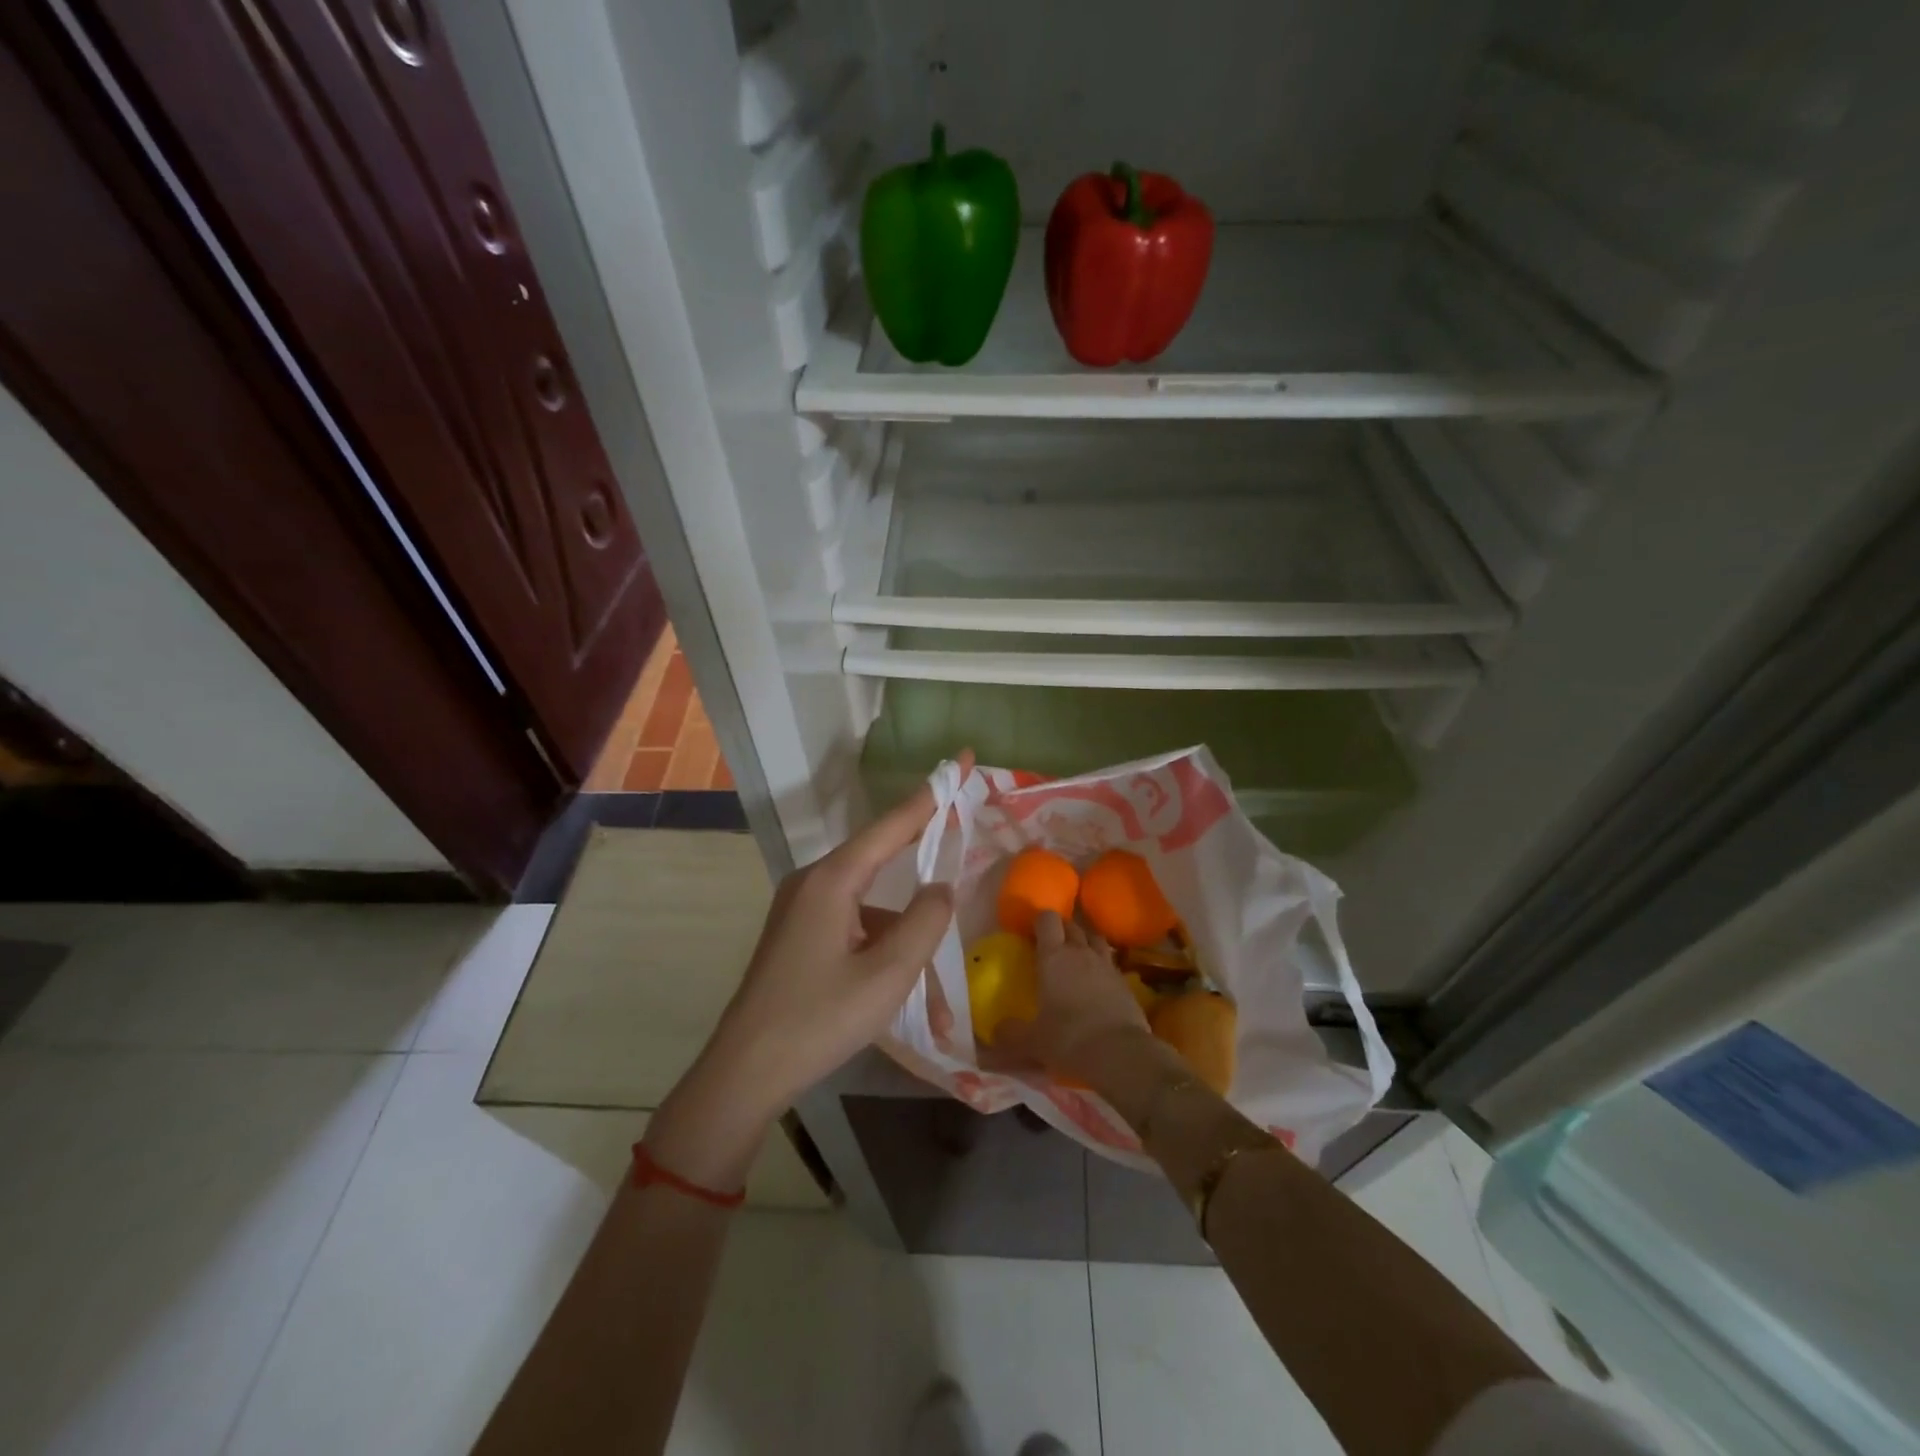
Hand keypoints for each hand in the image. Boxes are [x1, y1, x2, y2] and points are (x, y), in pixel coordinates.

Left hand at [649, 765, 968, 1186]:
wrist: (746, 1070)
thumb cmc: (819, 1018)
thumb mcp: (888, 974)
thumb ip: (925, 922)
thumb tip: (940, 888)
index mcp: (833, 880)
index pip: (892, 824)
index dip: (932, 794)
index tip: (962, 759)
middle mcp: (814, 881)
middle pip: (878, 852)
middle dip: (919, 839)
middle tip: (957, 814)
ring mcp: (801, 907)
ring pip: (868, 897)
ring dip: (902, 922)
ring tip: (937, 976)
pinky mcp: (798, 933)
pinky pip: (852, 920)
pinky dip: (881, 940)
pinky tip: (901, 981)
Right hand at [998, 911, 1151, 1084]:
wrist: (1120, 1053)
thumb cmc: (1069, 1038)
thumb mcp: (1032, 1041)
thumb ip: (1010, 1034)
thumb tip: (995, 1034)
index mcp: (1053, 956)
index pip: (1047, 920)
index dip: (1040, 921)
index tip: (1031, 932)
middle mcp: (1080, 952)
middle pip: (1072, 925)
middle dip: (1061, 929)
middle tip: (1051, 945)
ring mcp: (1106, 965)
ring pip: (1095, 939)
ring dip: (1085, 942)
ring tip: (1077, 956)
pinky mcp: (1125, 982)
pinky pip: (1110, 963)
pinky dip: (1102, 966)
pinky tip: (1097, 982)